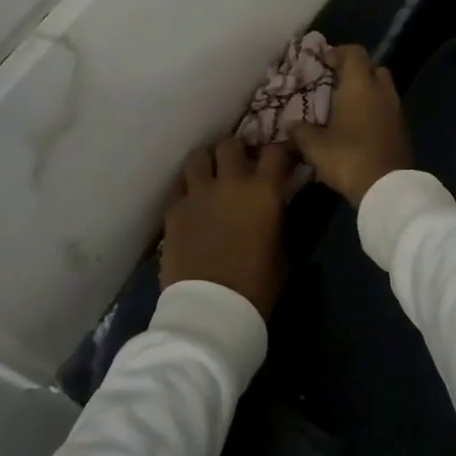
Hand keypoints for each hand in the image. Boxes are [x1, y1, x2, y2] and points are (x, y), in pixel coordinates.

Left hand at [161, 137, 290, 317]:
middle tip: (238, 165)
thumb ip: (276, 222)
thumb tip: (273, 210)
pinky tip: (193, 206)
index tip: (280, 160)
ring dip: (207, 163)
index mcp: (263, 192)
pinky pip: (181, 188)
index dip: (279, 152)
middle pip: (230, 144)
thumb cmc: (255, 288)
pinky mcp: (174, 209)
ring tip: (210, 176)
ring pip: (198, 156)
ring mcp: (198, 193)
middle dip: (236, 152)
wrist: (210, 312)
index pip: (275, 152)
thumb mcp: (281, 254)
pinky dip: (189, 191)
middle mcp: (229, 182)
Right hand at [289, 45, 412, 208]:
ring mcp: (396, 110)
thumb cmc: (349, 158)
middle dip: (355, 72)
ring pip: (382, 89)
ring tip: (346, 107)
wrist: (388, 189)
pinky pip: (388, 109)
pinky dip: (375, 110)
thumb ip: (301, 132)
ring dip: (367, 92)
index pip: (354, 53)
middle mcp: (381, 91)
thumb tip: (290, 125)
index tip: (323, 62)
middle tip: (336, 83)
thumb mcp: (315, 147)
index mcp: (360, 85)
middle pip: (373, 68)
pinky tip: (359, 127)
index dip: (338, 52)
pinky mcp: (403, 129)